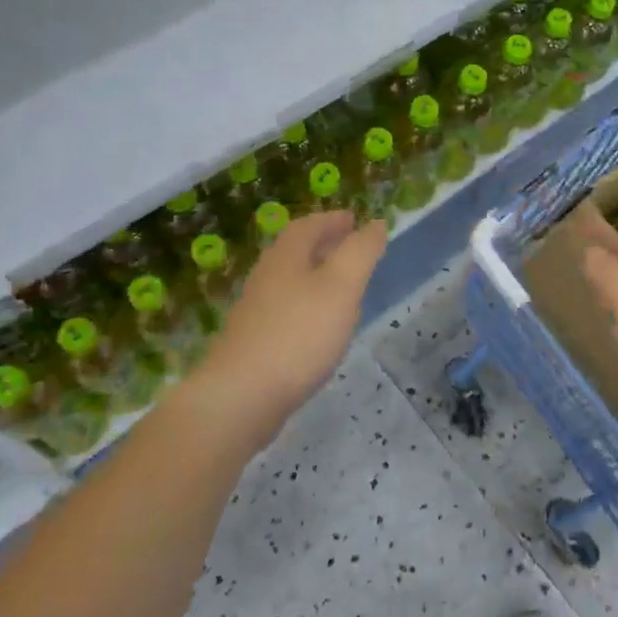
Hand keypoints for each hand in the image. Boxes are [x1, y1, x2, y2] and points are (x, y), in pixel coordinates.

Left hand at [187, 211, 387, 454]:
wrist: (241, 396)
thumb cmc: (298, 333)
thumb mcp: (342, 286)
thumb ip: (361, 252)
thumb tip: (376, 223)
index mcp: (286, 256)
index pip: (309, 225)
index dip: (332, 220)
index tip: (354, 220)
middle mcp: (267, 277)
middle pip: (296, 251)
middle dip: (325, 245)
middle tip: (352, 247)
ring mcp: (257, 311)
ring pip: (291, 281)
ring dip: (316, 276)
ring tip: (344, 286)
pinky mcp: (255, 342)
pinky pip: (287, 310)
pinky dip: (309, 306)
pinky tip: (322, 327)